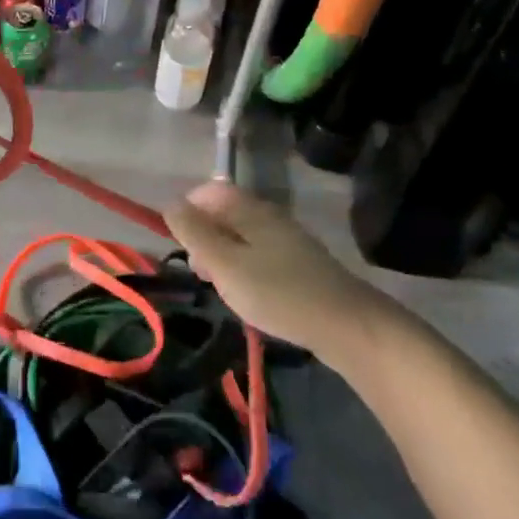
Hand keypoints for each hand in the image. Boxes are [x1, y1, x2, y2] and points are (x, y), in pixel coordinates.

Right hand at [164, 181, 386, 368]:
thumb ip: (194, 233)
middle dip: (204, 236)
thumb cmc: (278, 293)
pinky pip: (260, 255)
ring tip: (221, 287)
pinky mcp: (300, 265)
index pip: (210, 191)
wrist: (348, 327)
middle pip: (225, 213)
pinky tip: (248, 295)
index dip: (188, 209)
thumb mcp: (225, 264)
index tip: (180, 242)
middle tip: (200, 271)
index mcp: (251, 210)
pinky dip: (244, 269)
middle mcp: (270, 217)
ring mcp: (288, 241)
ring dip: (223, 256)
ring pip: (242, 237)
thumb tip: (170, 204)